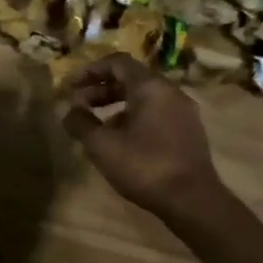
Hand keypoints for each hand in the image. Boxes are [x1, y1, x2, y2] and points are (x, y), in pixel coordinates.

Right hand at [60, 54, 220, 219]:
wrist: (192, 200)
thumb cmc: (144, 166)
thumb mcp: (102, 146)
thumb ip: (81, 123)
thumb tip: (69, 112)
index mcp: (151, 86)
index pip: (117, 62)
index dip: (90, 70)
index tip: (70, 86)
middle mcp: (170, 92)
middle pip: (131, 79)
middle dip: (101, 89)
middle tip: (78, 105)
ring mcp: (183, 112)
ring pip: (144, 98)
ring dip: (116, 105)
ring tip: (95, 126)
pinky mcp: (188, 132)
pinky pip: (156, 113)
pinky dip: (133, 118)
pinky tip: (120, 141)